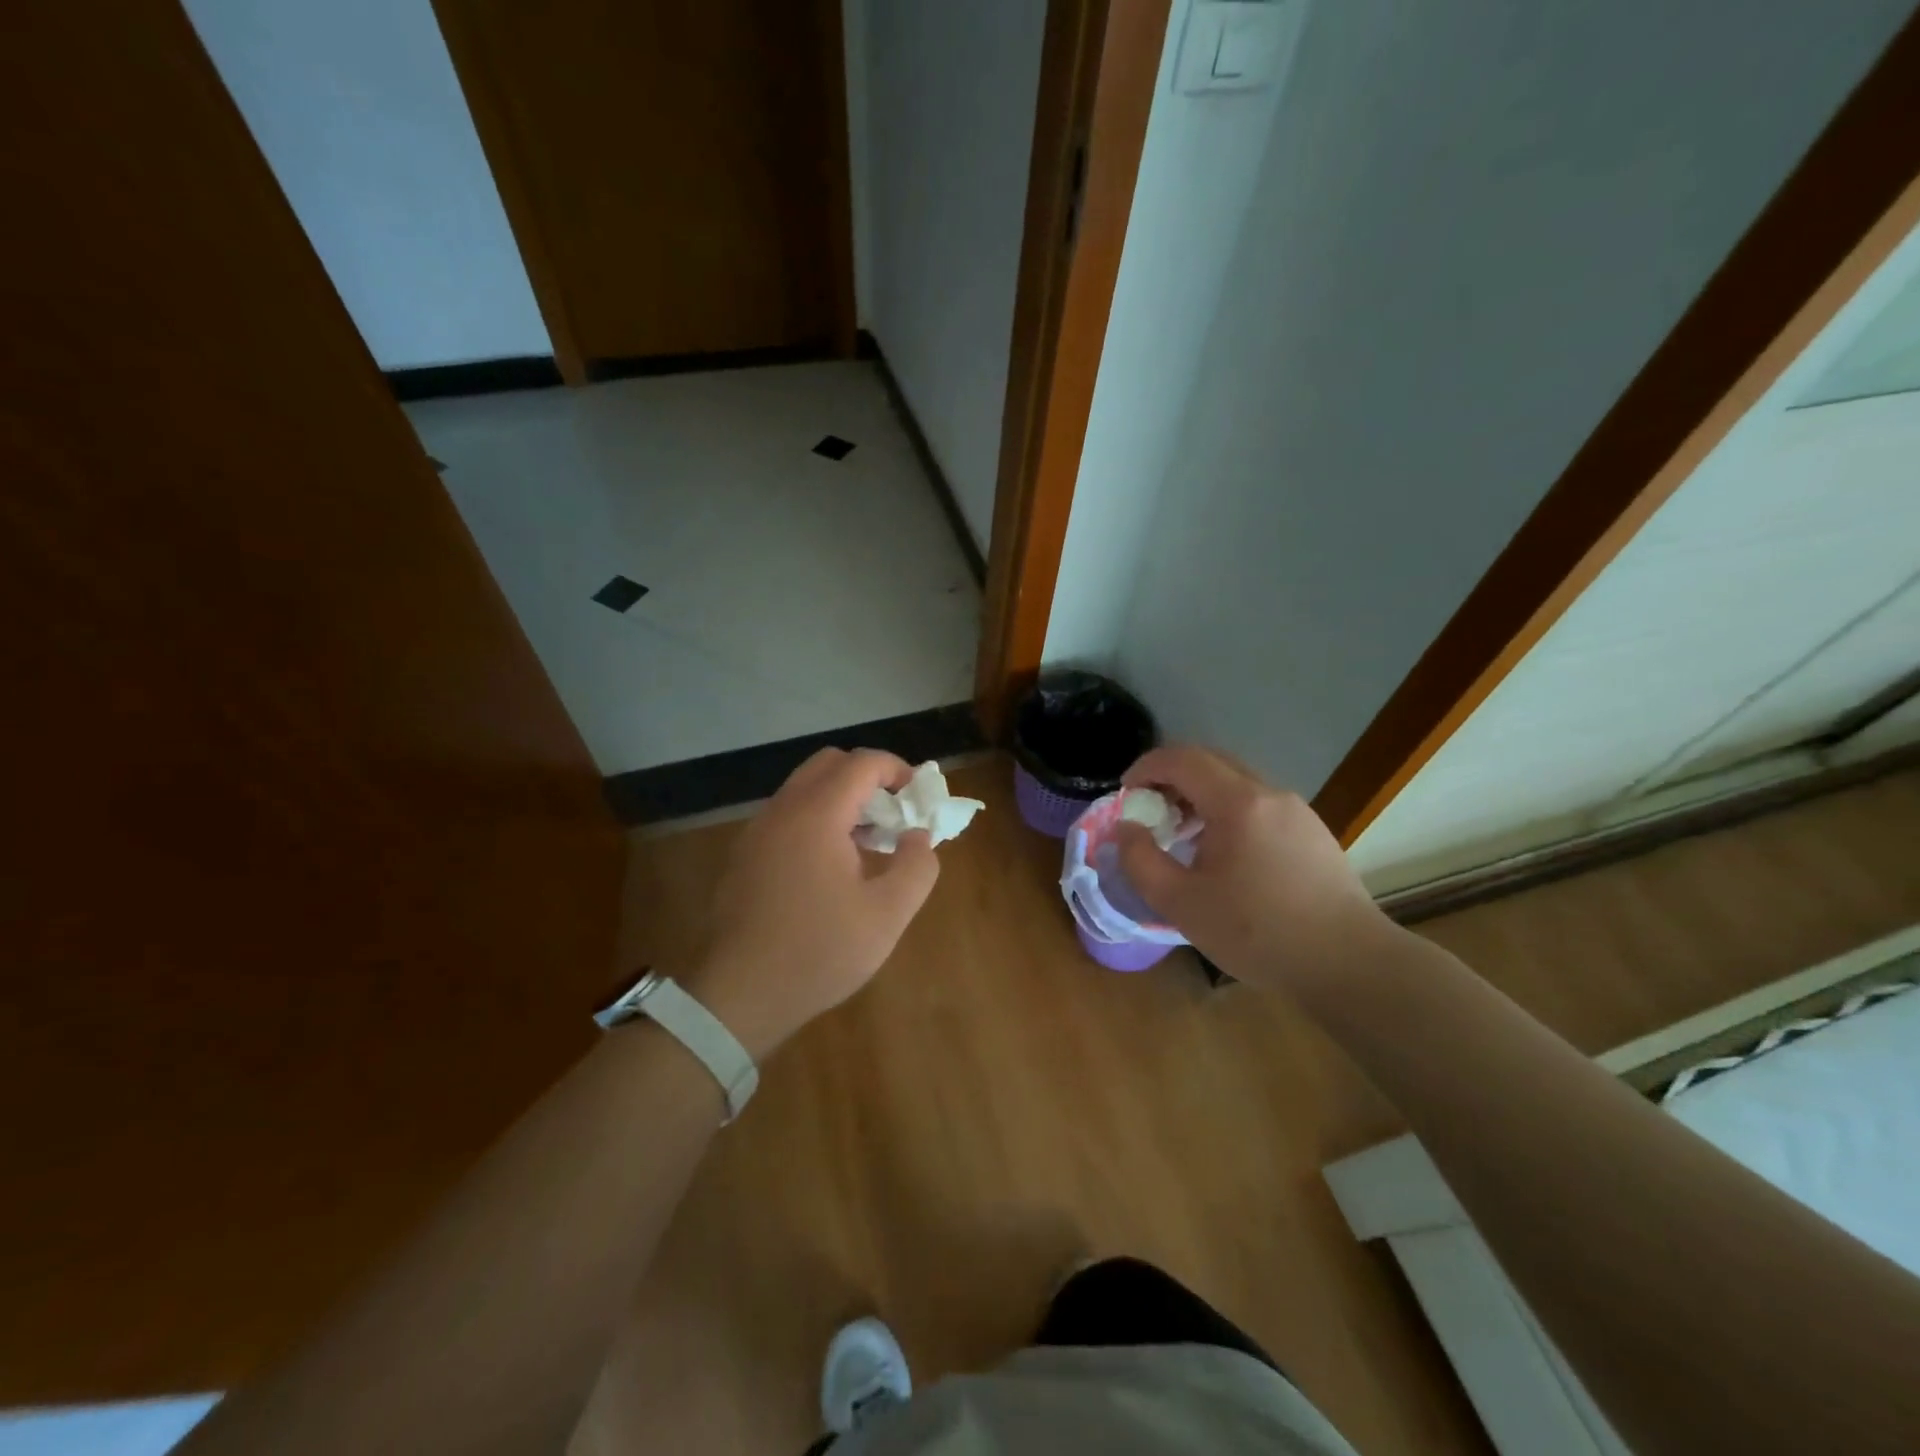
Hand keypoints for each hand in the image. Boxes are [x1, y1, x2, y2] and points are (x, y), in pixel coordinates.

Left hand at [685, 748, 940, 1058]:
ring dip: (841, 799)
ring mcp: (756, 831)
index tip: (919, 796)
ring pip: (804, 788)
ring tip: (868, 842)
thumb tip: (918, 835)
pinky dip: (817, 818)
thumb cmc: (818, 952)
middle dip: (868, 777)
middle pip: (829, 764)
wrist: (738, 996)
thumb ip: (916, 866)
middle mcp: (782, 810)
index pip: (861, 763)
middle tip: (894, 814)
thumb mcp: (887, 915)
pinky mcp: (744, 855)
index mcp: (816, 815)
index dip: (897, 769)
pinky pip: (787, 815)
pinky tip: (831, 866)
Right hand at [1116, 746, 1394, 992]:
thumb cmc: (1258, 933)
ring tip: (1182, 835)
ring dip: (1200, 796)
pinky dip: (1227, 811)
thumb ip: (1141, 861)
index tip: (1125, 793)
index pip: (1182, 759)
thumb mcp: (1182, 904)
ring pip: (1236, 783)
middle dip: (1171, 778)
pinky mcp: (1312, 831)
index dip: (1146, 767)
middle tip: (1148, 810)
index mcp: (1237, 803)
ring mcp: (1296, 811)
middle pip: (1210, 762)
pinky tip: (1224, 854)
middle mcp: (1269, 794)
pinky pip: (1258, 804)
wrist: (1348, 963)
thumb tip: (1127, 828)